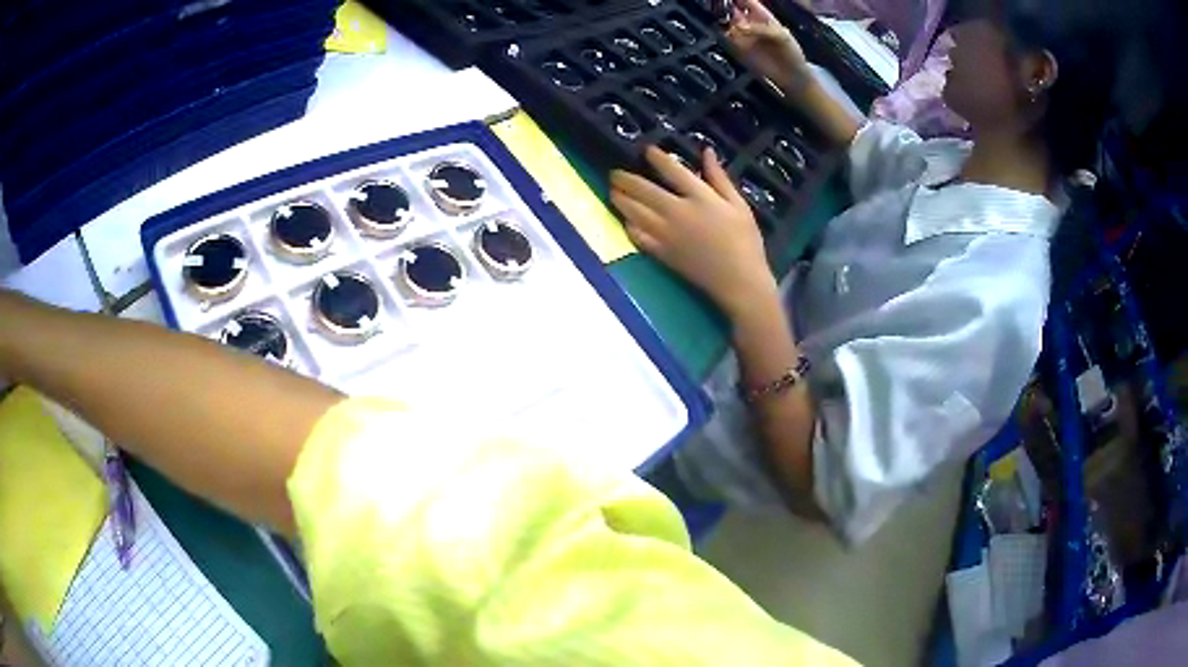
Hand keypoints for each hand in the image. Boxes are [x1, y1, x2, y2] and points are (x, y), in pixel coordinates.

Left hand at [610, 146, 775, 318]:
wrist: (738, 281)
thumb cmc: (745, 241)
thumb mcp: (739, 204)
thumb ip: (720, 178)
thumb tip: (707, 152)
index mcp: (699, 197)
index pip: (671, 170)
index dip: (656, 157)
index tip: (646, 150)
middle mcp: (677, 212)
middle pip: (643, 190)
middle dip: (625, 179)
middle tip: (615, 173)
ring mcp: (665, 234)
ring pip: (634, 211)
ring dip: (620, 199)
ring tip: (613, 191)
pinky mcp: (661, 252)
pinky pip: (637, 236)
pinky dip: (628, 225)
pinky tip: (625, 219)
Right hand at [727, 0, 810, 93]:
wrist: (791, 76)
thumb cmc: (791, 54)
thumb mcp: (781, 36)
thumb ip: (761, 29)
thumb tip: (738, 27)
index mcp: (762, 16)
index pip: (747, 1)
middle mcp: (750, 22)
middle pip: (732, 8)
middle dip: (725, 5)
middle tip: (718, 4)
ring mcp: (743, 34)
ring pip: (726, 20)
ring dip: (721, 16)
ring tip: (718, 14)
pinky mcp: (737, 47)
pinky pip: (726, 36)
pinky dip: (722, 32)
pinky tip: (723, 30)